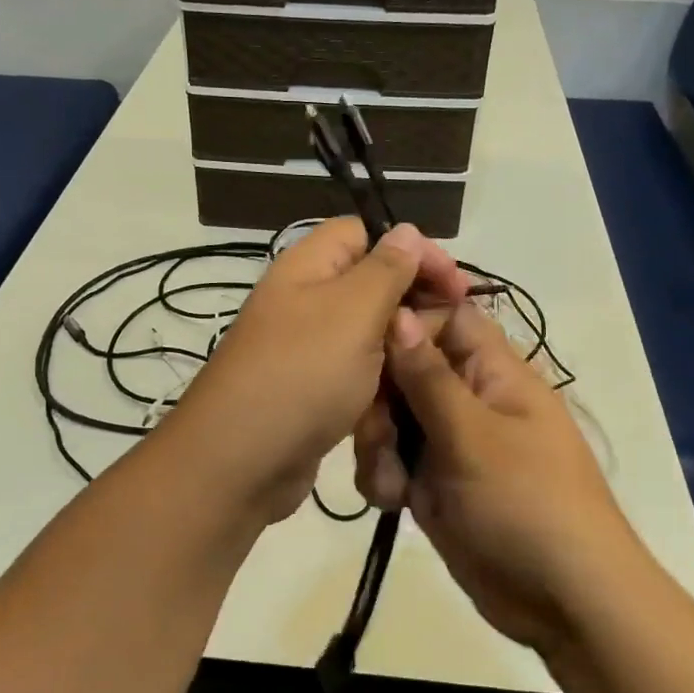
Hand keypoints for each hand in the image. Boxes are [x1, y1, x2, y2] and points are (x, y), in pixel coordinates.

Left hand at [165, 218, 465, 525]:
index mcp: (307, 267)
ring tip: (436, 358)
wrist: (240, 462)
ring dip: (402, 341)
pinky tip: (410, 390)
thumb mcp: (353, 311)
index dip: (411, 248)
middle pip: (369, 281)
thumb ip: (385, 269)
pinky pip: (356, 370)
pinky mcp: (311, 389)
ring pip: (366, 330)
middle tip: (453, 322)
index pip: (363, 232)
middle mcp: (304, 300)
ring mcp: (306, 348)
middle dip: (413, 297)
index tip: (453, 282)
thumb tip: (407, 230)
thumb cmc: (302, 374)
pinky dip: (382, 375)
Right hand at [353, 302, 639, 654]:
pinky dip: (383, 478)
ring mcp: (449, 441)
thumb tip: (399, 312)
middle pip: (405, 369)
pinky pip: (392, 460)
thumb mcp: (473, 435)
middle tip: (377, 435)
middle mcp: (468, 398)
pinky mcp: (433, 482)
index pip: (444, 317)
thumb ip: (428, 376)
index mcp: (493, 372)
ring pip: (391, 418)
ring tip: (390, 484)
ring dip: (376, 445)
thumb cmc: (527, 504)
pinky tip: (392, 503)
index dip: (404, 323)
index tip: (364, 348)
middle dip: (379, 400)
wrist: (564, 602)